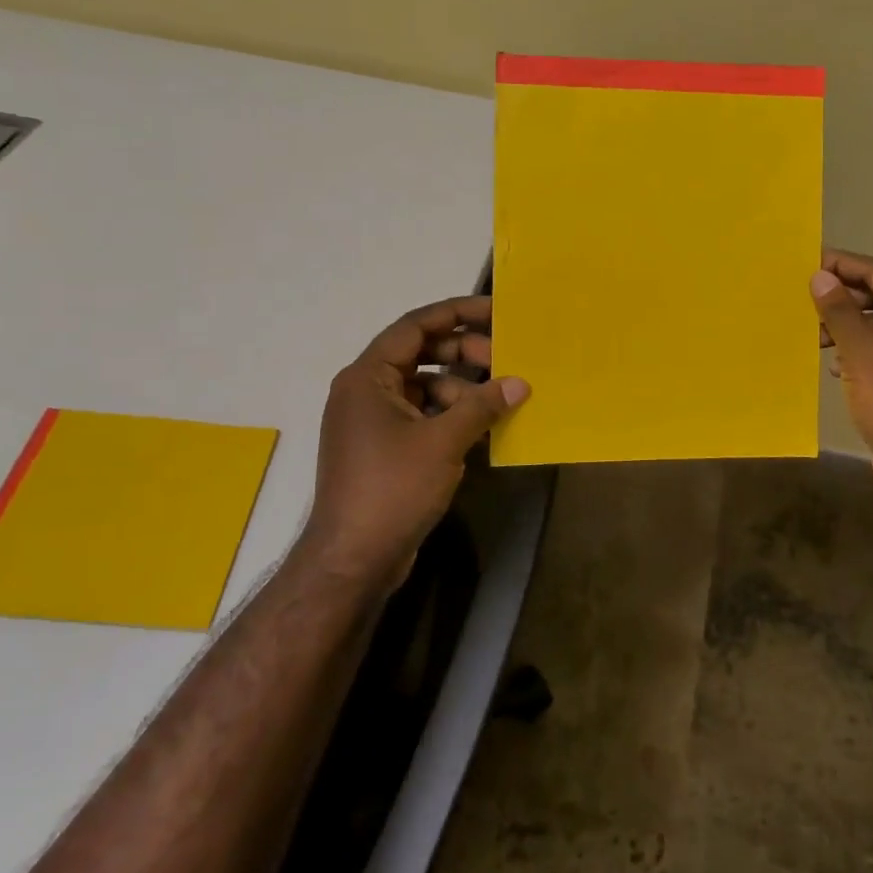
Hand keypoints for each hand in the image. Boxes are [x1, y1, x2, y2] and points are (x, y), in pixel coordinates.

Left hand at [302, 295, 528, 592]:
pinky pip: (422, 415)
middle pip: (420, 353)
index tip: (495, 312)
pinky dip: (451, 414)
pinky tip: (483, 425)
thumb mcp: (443, 441)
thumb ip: (482, 405)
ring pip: (424, 386)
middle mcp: (365, 391)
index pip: (415, 326)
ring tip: (499, 399)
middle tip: (504, 360)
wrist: (353, 559)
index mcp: (368, 377)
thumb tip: (520, 383)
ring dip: (461, 387)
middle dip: (464, 353)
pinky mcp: (384, 448)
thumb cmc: (392, 488)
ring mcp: (373, 421)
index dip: (456, 313)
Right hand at [811, 250, 872, 513]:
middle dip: (842, 298)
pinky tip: (832, 362)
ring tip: (812, 332)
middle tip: (803, 297)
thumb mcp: (863, 352)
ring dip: (845, 326)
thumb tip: (819, 276)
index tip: (808, 260)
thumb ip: (840, 311)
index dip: (844, 265)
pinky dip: (855, 351)